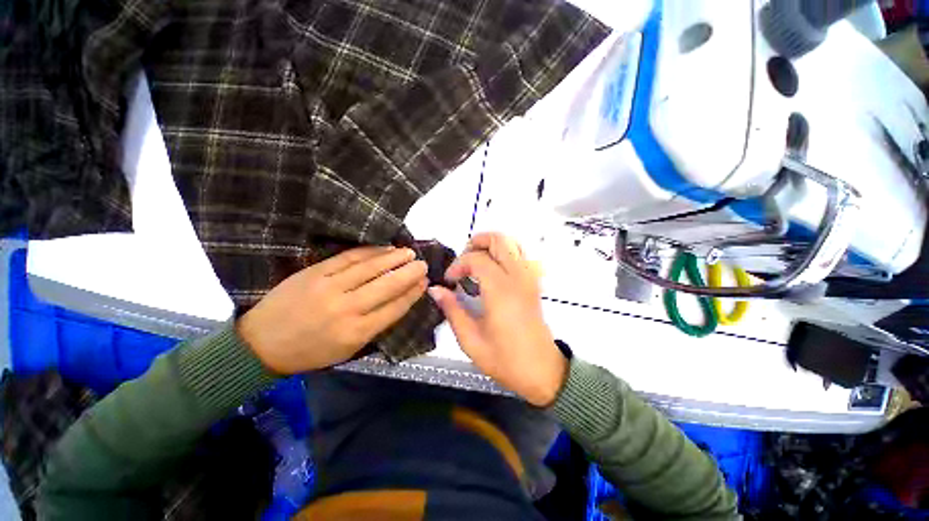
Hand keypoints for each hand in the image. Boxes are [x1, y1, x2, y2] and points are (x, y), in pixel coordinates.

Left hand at [238, 246, 427, 373]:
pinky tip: (382, 248)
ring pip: (369, 268)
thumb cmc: (310, 352)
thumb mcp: (348, 349)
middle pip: (386, 286)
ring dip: (392, 258)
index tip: (424, 283)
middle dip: (409, 273)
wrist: (261, 344)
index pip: (395, 308)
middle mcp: (346, 309)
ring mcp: (329, 287)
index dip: (413, 293)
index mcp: (356, 333)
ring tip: (408, 252)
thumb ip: (375, 325)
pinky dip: (369, 252)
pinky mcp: (314, 273)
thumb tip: (399, 301)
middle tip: (423, 264)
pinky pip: (348, 258)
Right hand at [428, 233, 566, 406]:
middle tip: (463, 261)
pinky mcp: (533, 283)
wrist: (542, 371)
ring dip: (491, 246)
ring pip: (512, 243)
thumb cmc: (505, 360)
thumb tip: (436, 289)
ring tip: (476, 263)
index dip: (458, 265)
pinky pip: (520, 255)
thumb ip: (452, 309)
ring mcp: (529, 278)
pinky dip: (504, 253)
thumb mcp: (471, 339)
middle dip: (476, 242)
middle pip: (499, 239)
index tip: (450, 281)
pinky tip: (493, 271)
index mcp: (501, 290)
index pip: (477, 258)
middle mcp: (518, 277)